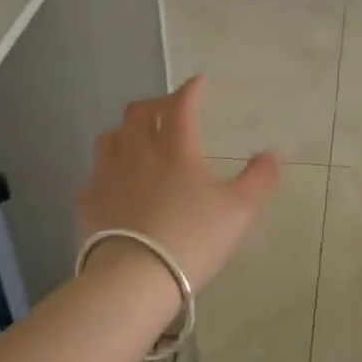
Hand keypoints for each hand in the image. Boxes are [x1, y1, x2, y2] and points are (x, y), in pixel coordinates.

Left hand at [78, 76, 280, 292]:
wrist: (133, 279)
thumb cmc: (192, 238)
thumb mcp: (240, 210)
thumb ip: (259, 179)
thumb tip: (272, 155)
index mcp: (175, 147)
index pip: (181, 105)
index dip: (191, 90)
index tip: (199, 82)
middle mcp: (137, 152)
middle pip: (139, 113)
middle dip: (156, 104)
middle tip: (169, 110)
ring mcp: (107, 176)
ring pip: (110, 138)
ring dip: (126, 132)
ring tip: (138, 141)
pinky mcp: (88, 203)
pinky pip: (95, 175)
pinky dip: (108, 171)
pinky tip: (116, 185)